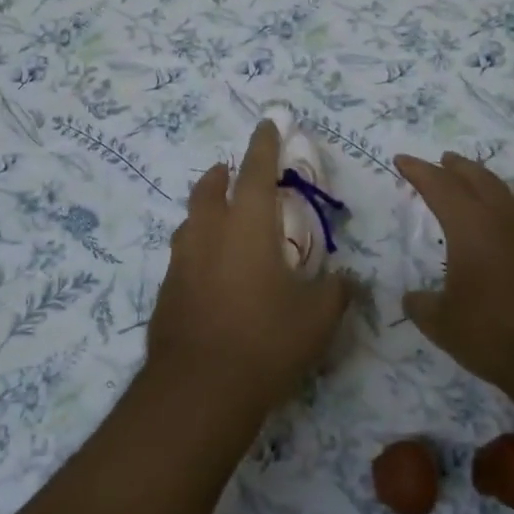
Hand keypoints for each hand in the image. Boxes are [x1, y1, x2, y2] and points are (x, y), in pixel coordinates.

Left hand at [148, 120, 348, 421]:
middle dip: (223, 174)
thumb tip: (347, 280)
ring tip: (220, 217)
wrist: (199, 389)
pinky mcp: (167, 290)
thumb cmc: (266, 340)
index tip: (267, 124)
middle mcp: (208, 232)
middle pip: (210, 188)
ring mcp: (181, 261)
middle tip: (232, 171)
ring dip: (205, 208)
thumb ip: (336, 290)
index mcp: (247, 225)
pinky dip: (198, 248)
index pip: (255, 170)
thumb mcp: (317, 317)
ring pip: (191, 220)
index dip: (264, 144)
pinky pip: (184, 254)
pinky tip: (210, 272)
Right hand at [394, 151, 513, 402]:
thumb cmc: (496, 333)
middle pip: (478, 178)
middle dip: (457, 167)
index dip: (418, 170)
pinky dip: (508, 212)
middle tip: (443, 160)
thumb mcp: (444, 325)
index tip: (401, 160)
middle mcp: (505, 219)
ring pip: (507, 194)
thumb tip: (412, 299)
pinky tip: (507, 228)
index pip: (439, 185)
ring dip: (487, 184)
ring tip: (476, 187)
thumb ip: (423, 306)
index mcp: (471, 225)